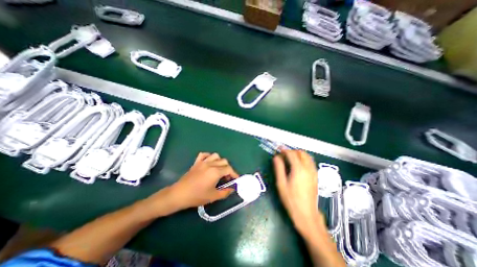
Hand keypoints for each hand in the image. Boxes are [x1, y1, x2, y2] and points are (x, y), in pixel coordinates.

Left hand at [165, 152, 239, 212]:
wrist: (179, 194)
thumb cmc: (197, 196)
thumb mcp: (213, 197)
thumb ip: (225, 192)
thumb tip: (232, 189)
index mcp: (215, 172)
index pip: (229, 169)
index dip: (234, 174)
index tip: (236, 179)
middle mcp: (210, 164)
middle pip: (224, 161)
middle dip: (228, 168)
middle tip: (227, 177)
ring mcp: (203, 162)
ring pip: (215, 156)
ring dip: (220, 161)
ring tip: (219, 169)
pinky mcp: (196, 162)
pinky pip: (204, 155)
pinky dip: (209, 156)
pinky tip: (209, 163)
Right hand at [274, 151, 321, 235]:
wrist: (306, 214)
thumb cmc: (291, 199)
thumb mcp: (281, 183)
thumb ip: (279, 168)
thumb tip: (276, 157)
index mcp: (299, 169)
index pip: (292, 154)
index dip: (284, 150)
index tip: (278, 150)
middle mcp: (308, 168)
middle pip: (301, 153)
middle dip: (291, 151)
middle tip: (283, 155)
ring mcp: (313, 172)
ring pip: (307, 156)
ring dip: (298, 154)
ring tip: (290, 158)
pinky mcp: (316, 176)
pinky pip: (310, 162)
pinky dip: (303, 159)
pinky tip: (297, 164)